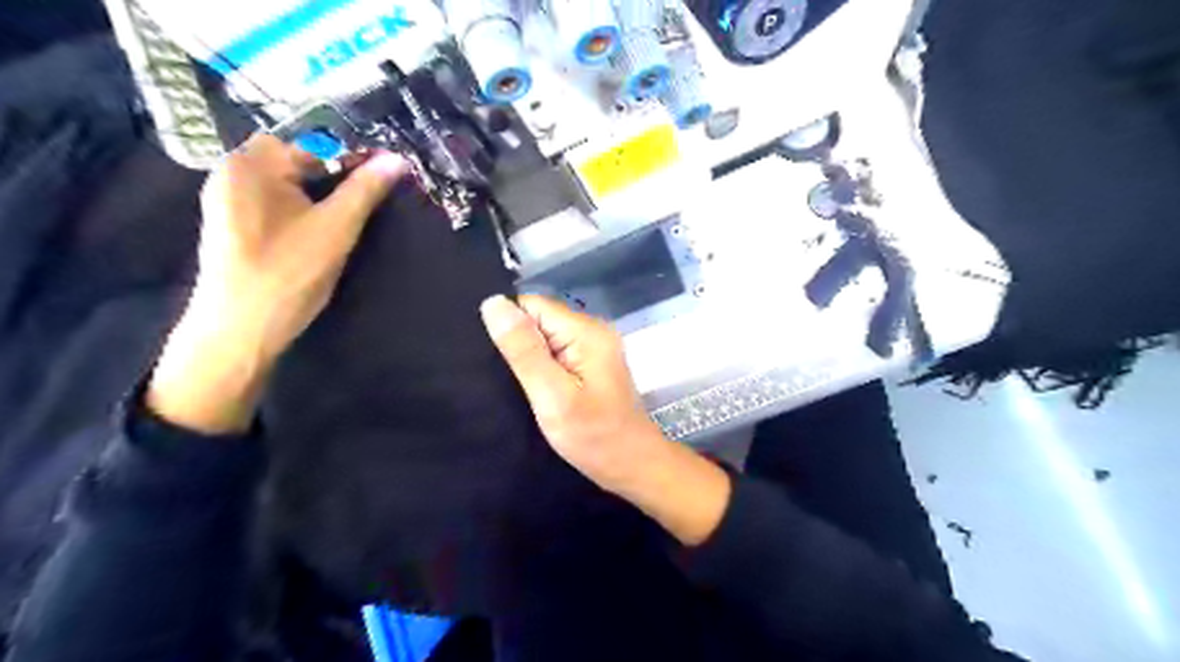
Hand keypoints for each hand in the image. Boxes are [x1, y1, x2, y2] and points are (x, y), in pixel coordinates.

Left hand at [146, 134, 410, 432]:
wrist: (240, 330)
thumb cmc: (288, 273)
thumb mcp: (336, 228)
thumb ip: (366, 190)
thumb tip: (398, 159)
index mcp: (249, 163)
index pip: (311, 143)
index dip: (349, 161)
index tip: (379, 185)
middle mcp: (231, 173)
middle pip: (297, 162)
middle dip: (334, 181)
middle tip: (362, 210)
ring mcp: (228, 201)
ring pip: (288, 186)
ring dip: (320, 199)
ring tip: (344, 225)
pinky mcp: (234, 227)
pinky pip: (276, 205)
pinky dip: (302, 213)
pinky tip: (317, 238)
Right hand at [479, 294, 662, 491]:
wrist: (633, 467)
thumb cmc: (594, 436)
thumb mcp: (552, 395)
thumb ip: (523, 350)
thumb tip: (493, 303)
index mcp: (586, 331)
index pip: (532, 306)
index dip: (508, 326)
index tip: (493, 359)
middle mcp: (593, 331)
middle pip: (539, 320)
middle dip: (517, 344)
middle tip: (501, 379)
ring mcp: (594, 348)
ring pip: (545, 338)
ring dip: (528, 359)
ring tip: (514, 387)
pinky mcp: (592, 366)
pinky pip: (556, 354)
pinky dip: (542, 369)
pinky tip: (533, 391)